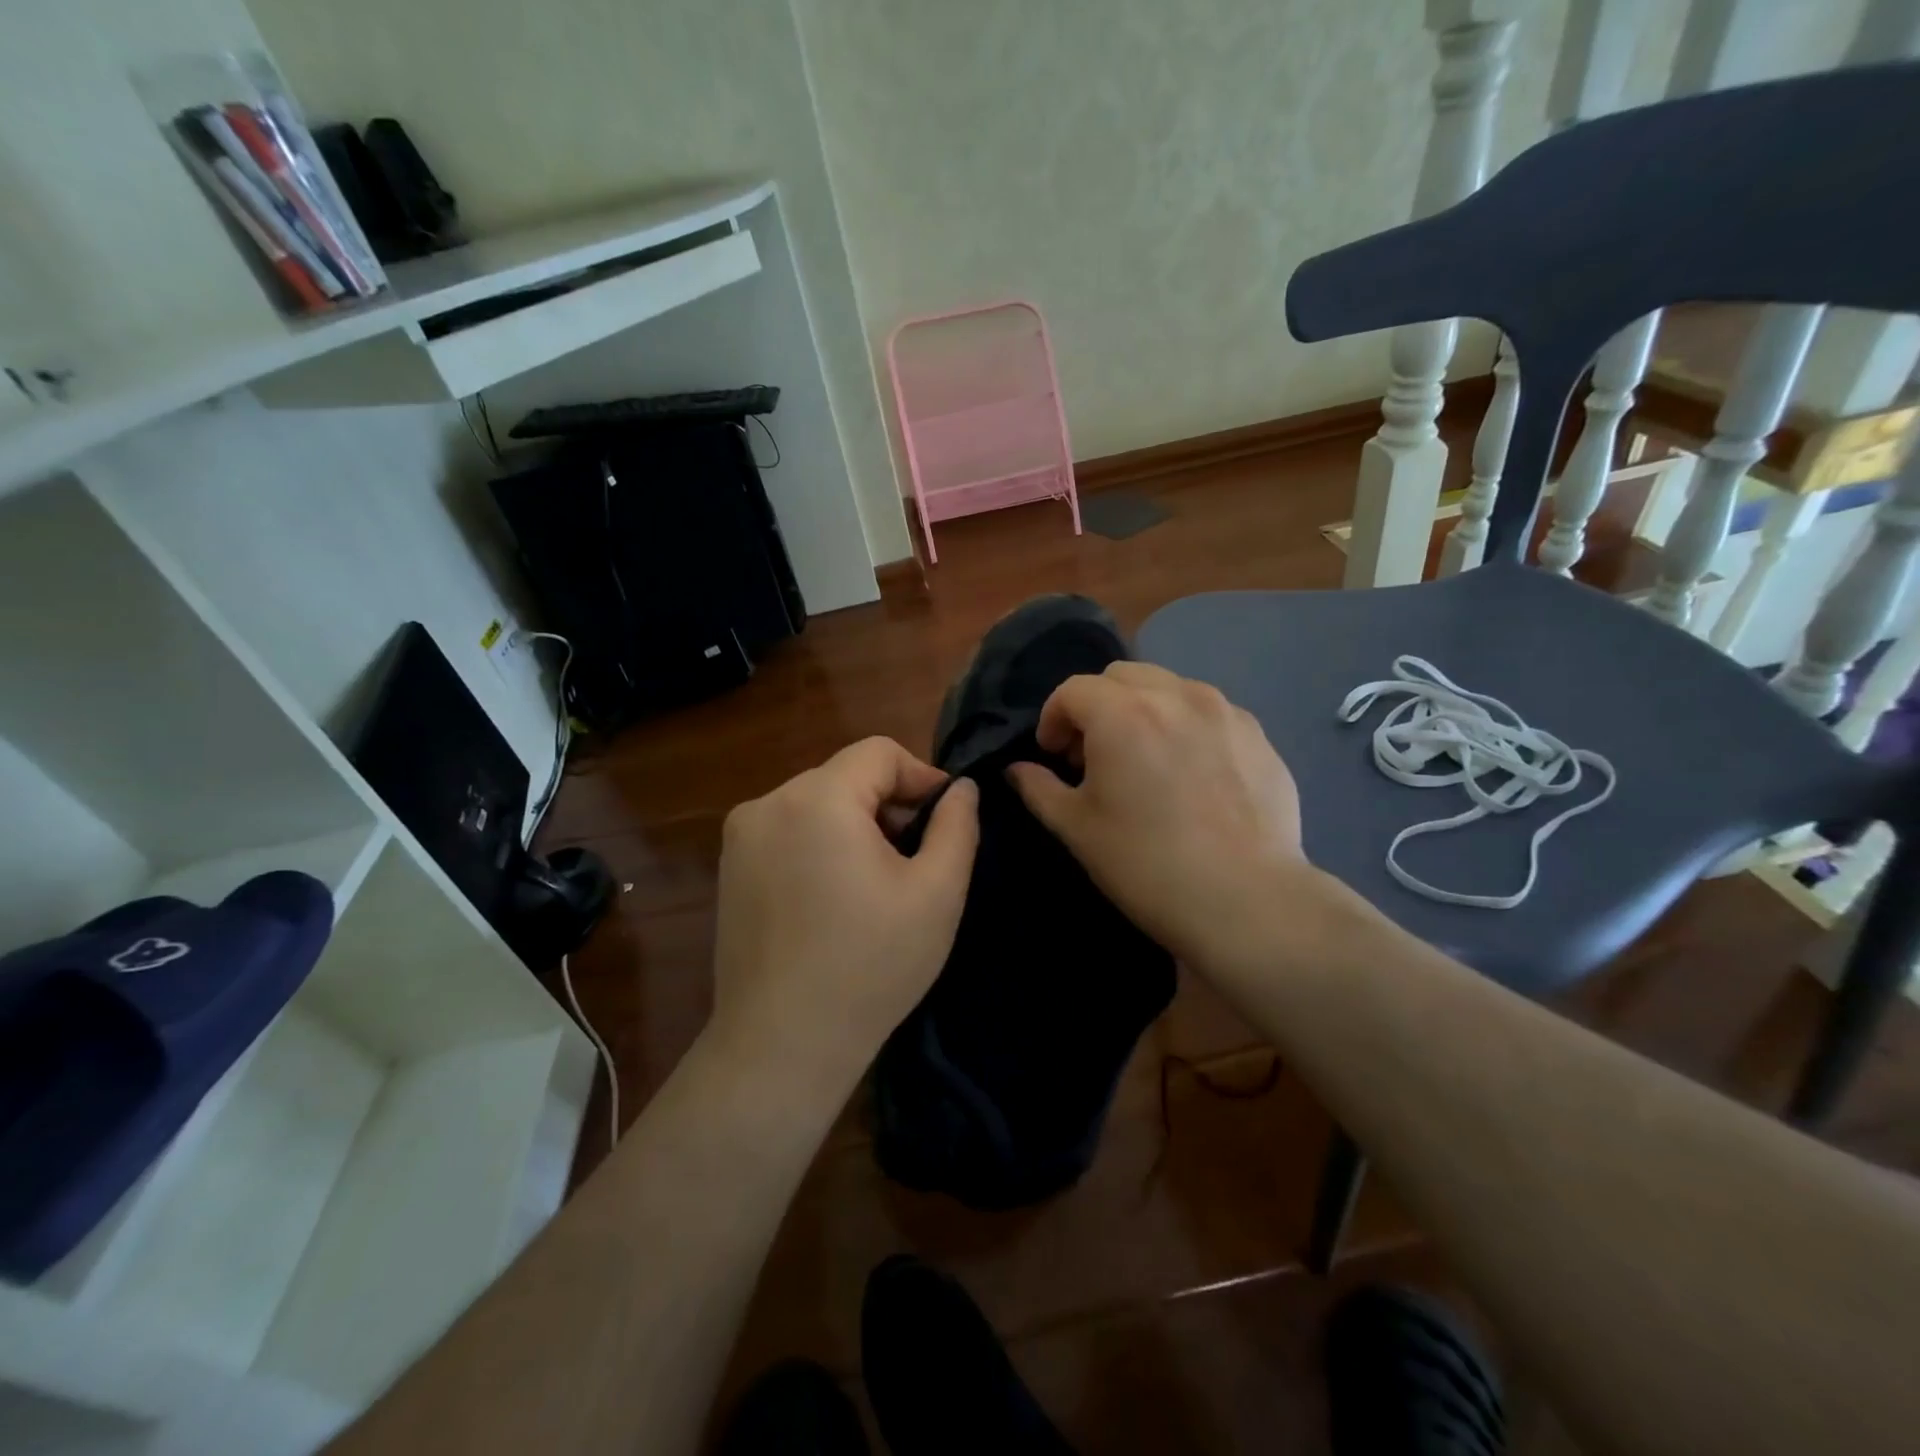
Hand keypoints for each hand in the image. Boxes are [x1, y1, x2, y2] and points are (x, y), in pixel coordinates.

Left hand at [709, 737, 978, 1093]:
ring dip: (856, 825)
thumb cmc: (870, 966)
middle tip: (916, 859)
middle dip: (889, 805)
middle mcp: (769, 802)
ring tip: (878, 882)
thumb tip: (962, 788)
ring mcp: (741, 836)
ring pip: (818, 802)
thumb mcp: (936, 894)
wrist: (782, 1045)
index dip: (921, 778)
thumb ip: (957, 826)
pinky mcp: (730, 867)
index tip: (945, 821)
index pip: (880, 753)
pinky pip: (789, 830)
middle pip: (847, 776)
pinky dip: (821, 844)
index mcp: (818, 798)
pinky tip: (836, 897)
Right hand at [1007, 662, 1316, 971]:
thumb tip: (1018, 769)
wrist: (1246, 901)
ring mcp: (1224, 711)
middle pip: (1121, 676)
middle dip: (1097, 705)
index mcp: (1122, 713)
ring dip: (1143, 709)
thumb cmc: (1146, 865)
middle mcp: (1175, 695)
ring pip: (1169, 686)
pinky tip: (1191, 773)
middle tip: (1095, 753)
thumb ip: (1039, 788)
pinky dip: (1186, 725)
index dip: (1053, 718)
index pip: (1073, 690)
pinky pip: (1209, 711)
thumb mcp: (1077, 829)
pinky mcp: (1258, 735)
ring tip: (1145, 758)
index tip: (1054, 755)